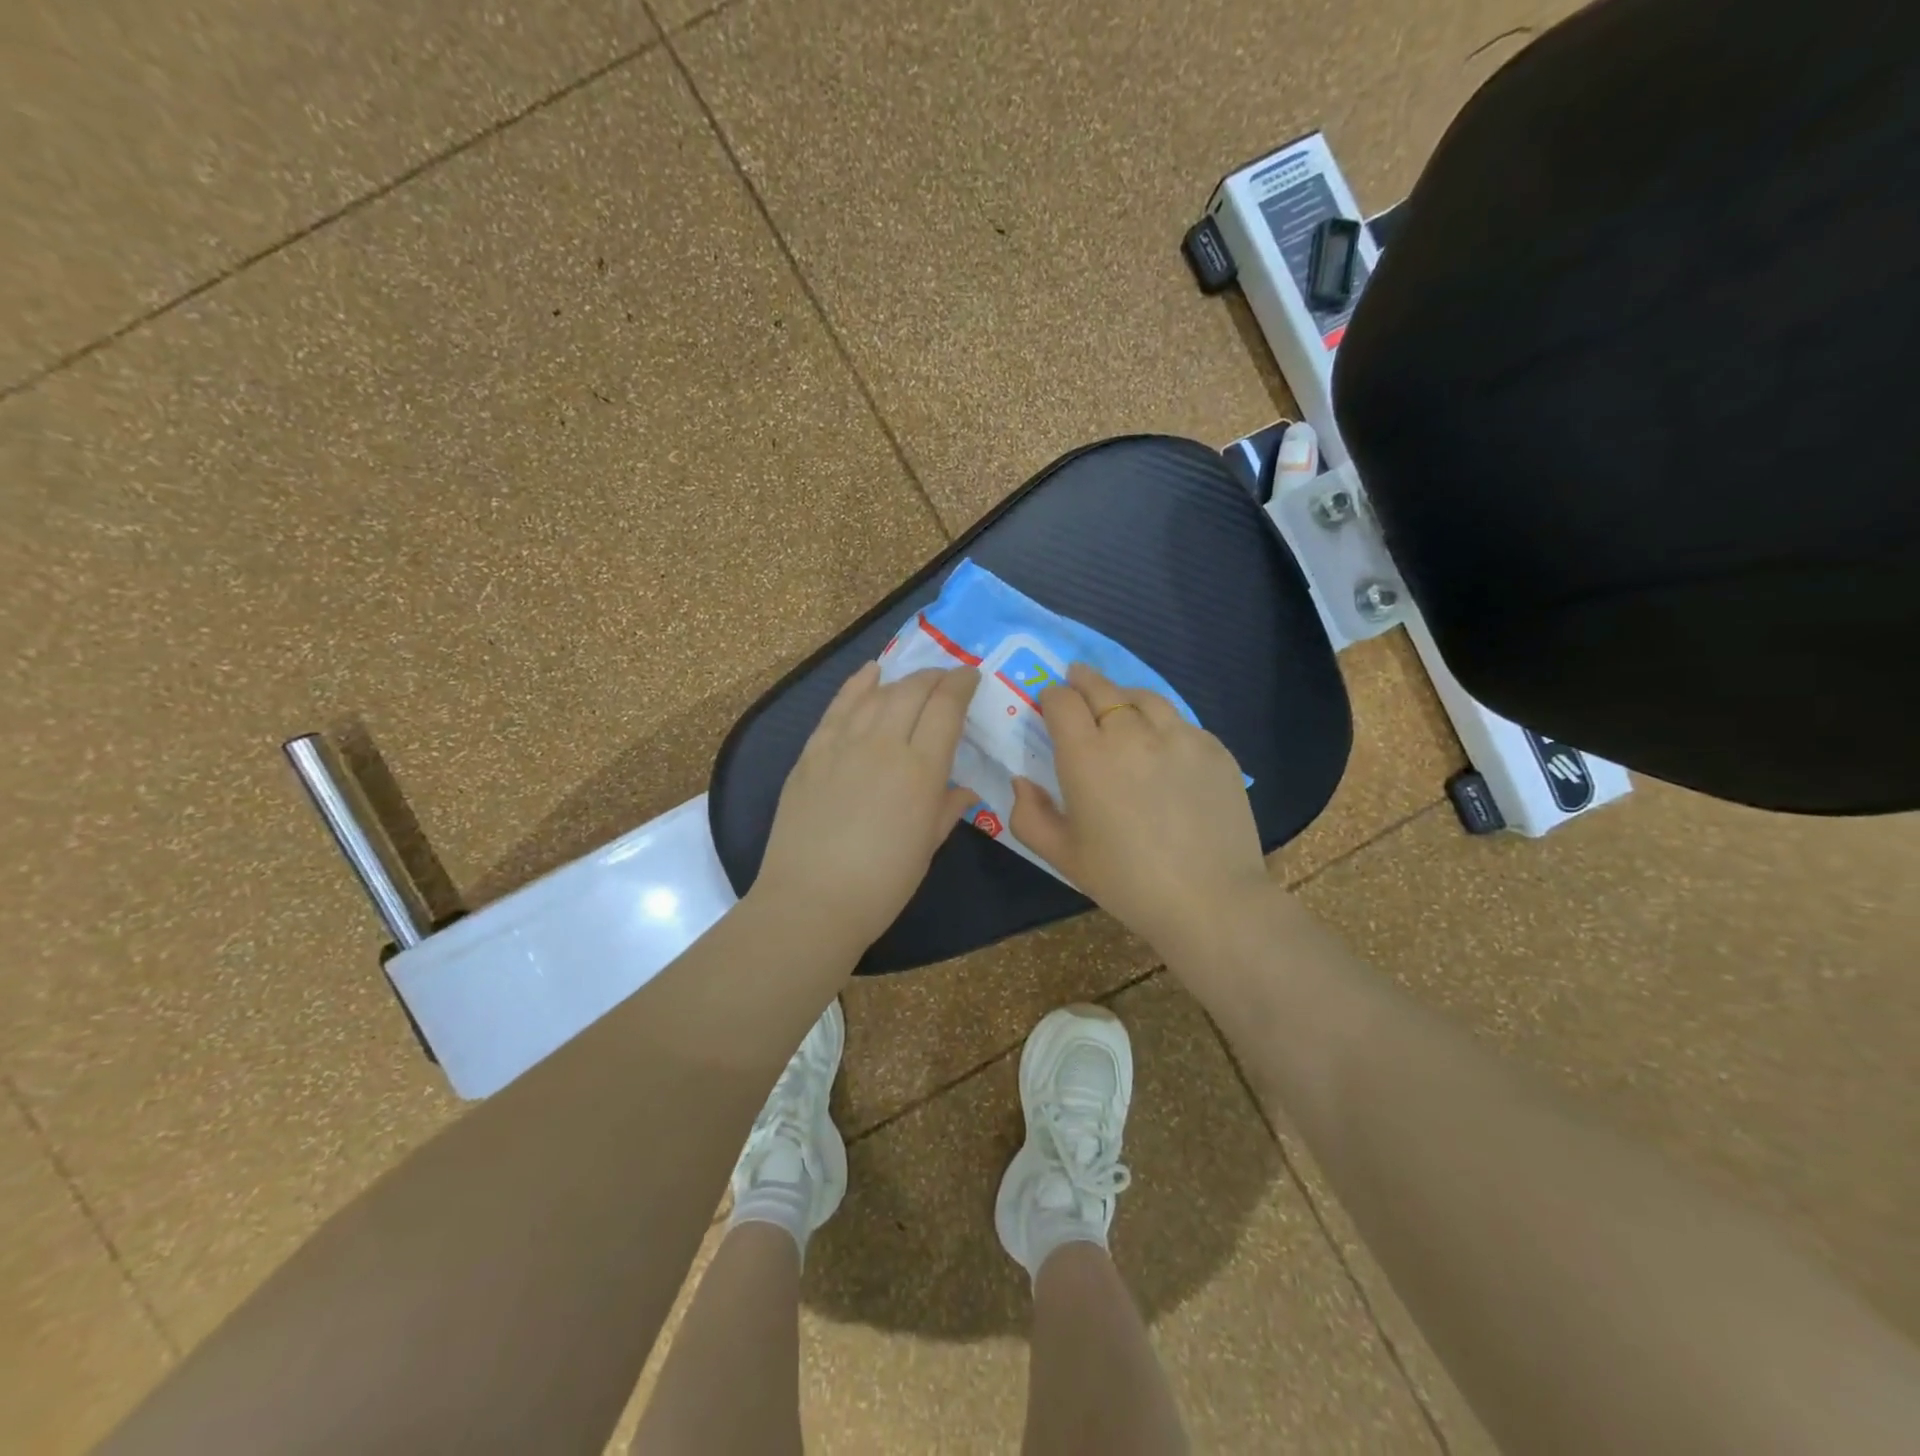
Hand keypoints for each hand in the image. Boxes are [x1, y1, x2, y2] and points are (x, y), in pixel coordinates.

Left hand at [754, 661, 979, 952]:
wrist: (811, 901)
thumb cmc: (881, 884)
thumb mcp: (926, 848)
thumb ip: (946, 809)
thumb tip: (963, 790)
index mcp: (920, 770)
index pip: (946, 708)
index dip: (961, 685)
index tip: (971, 676)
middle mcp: (882, 745)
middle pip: (913, 691)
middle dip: (935, 677)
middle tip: (947, 679)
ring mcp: (842, 745)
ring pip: (876, 694)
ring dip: (901, 680)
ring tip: (914, 679)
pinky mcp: (811, 753)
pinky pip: (837, 707)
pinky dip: (857, 685)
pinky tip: (869, 673)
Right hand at [1010, 663, 1270, 960]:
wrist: (1209, 900)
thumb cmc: (1125, 881)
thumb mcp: (1062, 856)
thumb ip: (1029, 815)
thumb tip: (1022, 782)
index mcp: (1086, 756)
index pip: (1061, 701)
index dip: (1052, 697)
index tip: (1050, 705)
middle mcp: (1131, 733)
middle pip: (1101, 687)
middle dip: (1082, 681)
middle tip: (1076, 682)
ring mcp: (1178, 736)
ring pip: (1143, 697)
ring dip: (1123, 696)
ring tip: (1119, 706)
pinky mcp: (1213, 748)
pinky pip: (1179, 722)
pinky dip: (1162, 724)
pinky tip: (1162, 746)